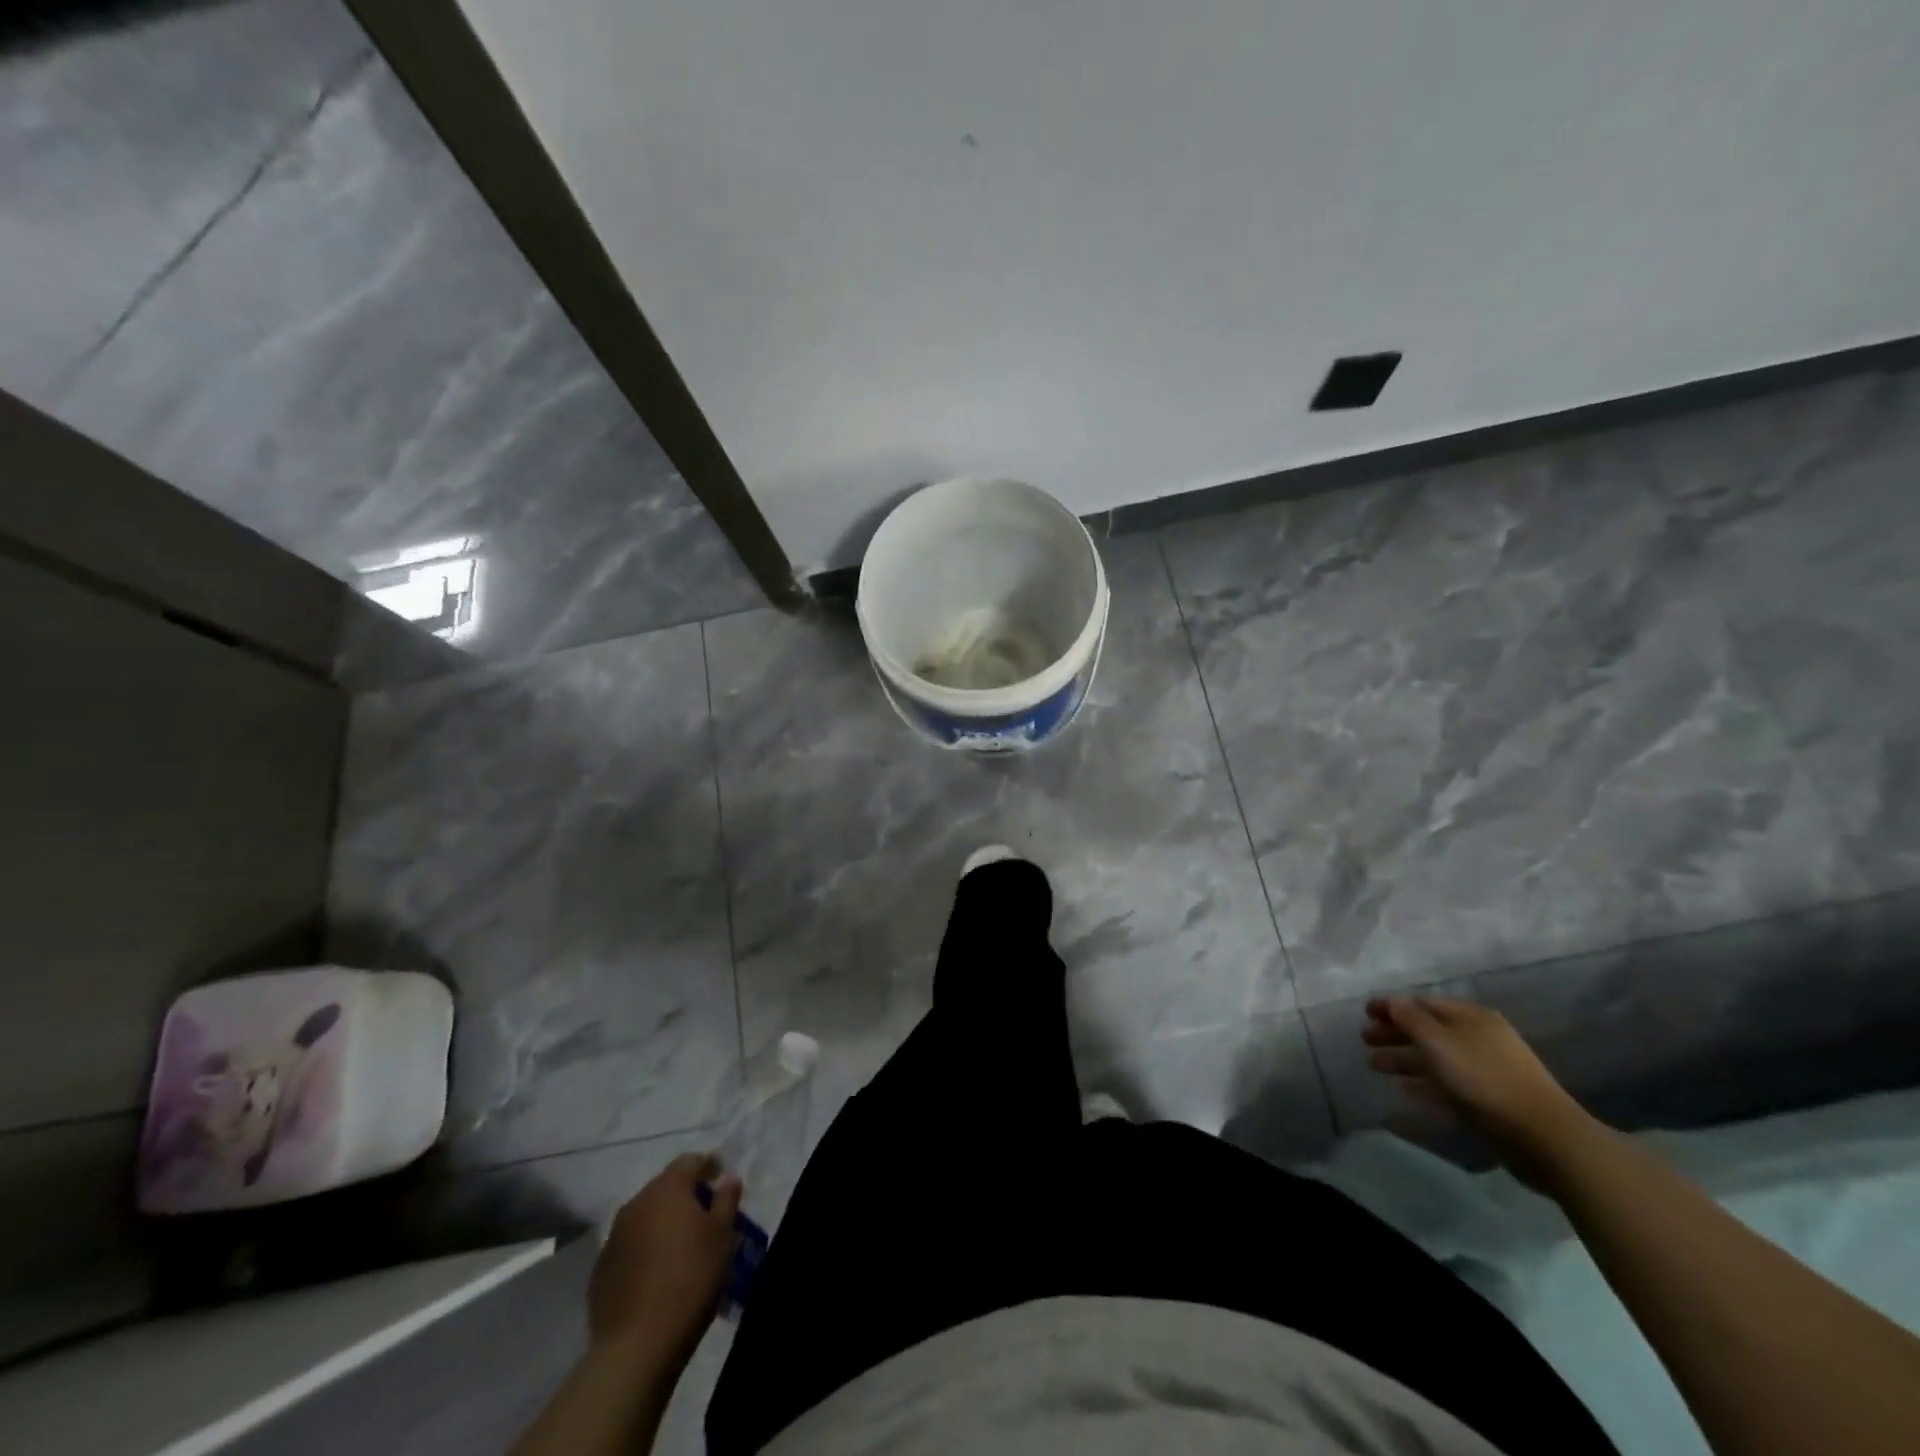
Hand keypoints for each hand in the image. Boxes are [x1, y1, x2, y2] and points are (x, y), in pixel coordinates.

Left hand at [589, 1153, 741, 1360]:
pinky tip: (657, 1273)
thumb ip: (726, 1200)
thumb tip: (727, 1178)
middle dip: (685, 1196)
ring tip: (681, 1246)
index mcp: (667, 1189)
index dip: (707, 1165)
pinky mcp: (600, 1270)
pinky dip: (645, 1250)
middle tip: (704, 1215)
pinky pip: (629, 1247)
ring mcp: (613, 1237)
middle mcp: (636, 1204)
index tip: (721, 1177)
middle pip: (665, 1188)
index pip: (689, 1161)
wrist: (637, 1345)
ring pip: (645, 1217)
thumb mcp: (722, 1236)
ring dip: (663, 1223)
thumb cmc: (690, 1279)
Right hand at [1362, 996, 1595, 1187]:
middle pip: (1427, 1030)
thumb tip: (1391, 1001)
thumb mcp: (1439, 1043)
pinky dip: (1424, 1085)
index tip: (1364, 1014)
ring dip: (1404, 1060)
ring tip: (1374, 1066)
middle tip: (1365, 1041)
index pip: (1422, 1003)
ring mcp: (1485, 1070)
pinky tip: (1404, 1093)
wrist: (1543, 1137)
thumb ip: (1410, 1019)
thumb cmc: (1484, 1080)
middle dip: (1394, 1034)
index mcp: (1470, 1017)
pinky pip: (1447, 1085)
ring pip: (1435, 1058)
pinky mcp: (1488, 1100)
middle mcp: (1478, 1038)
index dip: (1391, 1006)